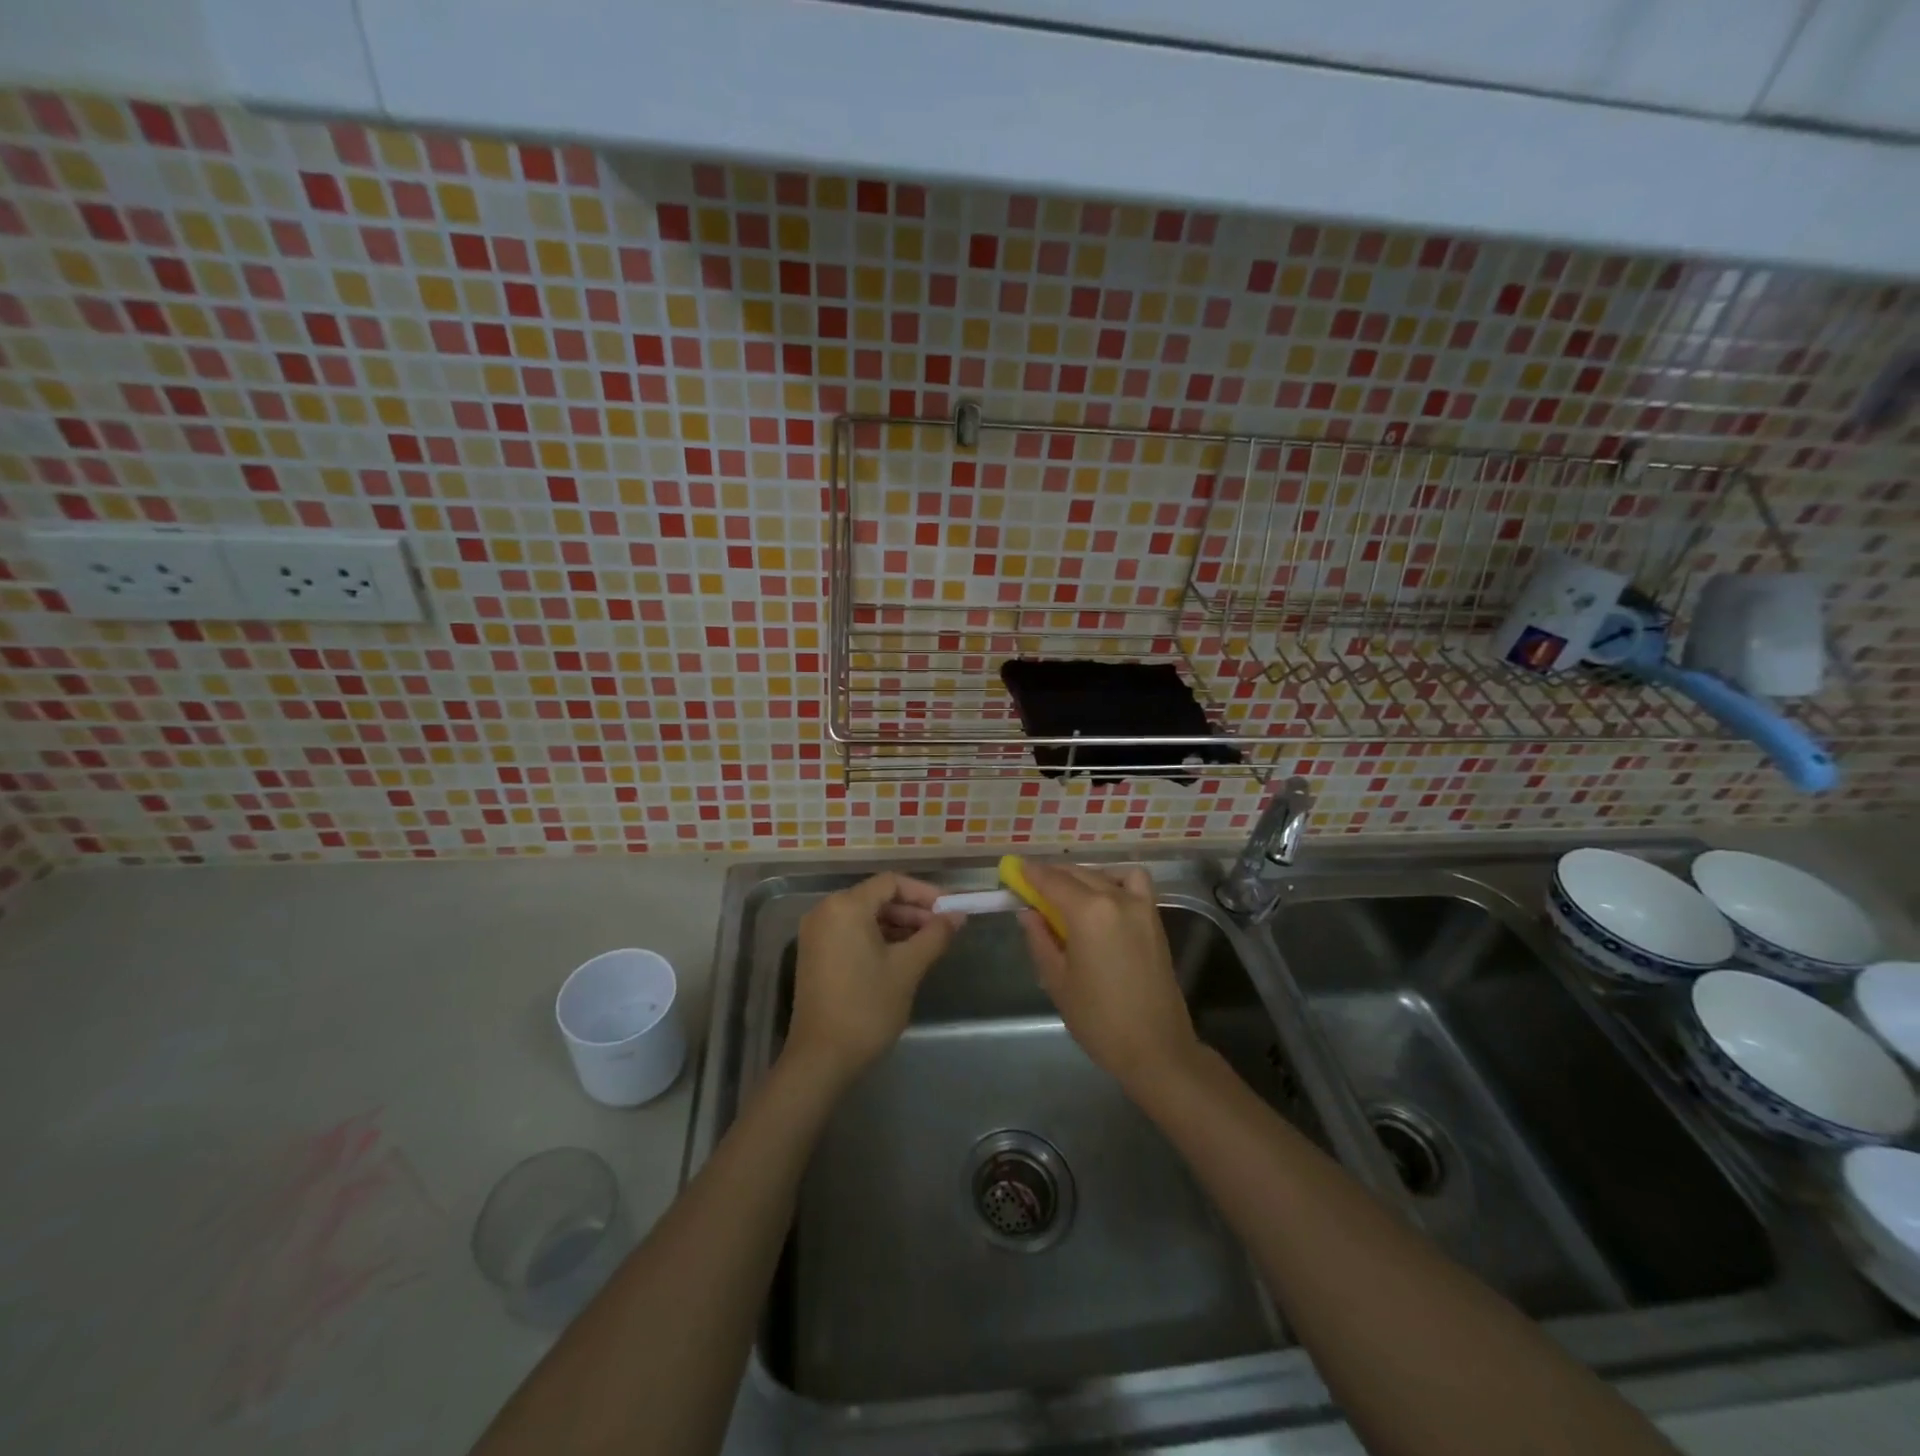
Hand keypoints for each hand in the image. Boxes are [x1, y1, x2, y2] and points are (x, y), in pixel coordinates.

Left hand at [785, 873, 959, 1086]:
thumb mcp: (908, 968)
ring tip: (928, 944)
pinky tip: (902, 956)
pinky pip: (851, 932)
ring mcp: (816, 933)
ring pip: (865, 916)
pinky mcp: (815, 954)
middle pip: (877, 897)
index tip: (950, 910)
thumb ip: (935, 935)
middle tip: (943, 929)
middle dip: (912, 910)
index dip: (924, 893)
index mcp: (846, 906)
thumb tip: (958, 915)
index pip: (891, 883)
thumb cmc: (867, 1007)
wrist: (821, 1059)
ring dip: (897, 925)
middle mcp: (825, 911)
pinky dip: (877, 937)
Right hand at [1016, 862, 1201, 1093]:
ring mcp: (1140, 906)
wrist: (1156, 1048)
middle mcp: (1116, 898)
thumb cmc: (1099, 1019)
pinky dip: (1115, 879)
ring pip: (1103, 875)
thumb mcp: (1057, 981)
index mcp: (1088, 912)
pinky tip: (1103, 898)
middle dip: (1051, 875)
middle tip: (1031, 886)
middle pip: (1077, 874)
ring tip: (1065, 895)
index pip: (1051, 880)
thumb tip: (1027, 912)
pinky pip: (1134, 882)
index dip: (1030, 873)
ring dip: (1080, 877)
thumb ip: (1040, 939)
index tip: (1013, 868)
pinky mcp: (1154, 918)